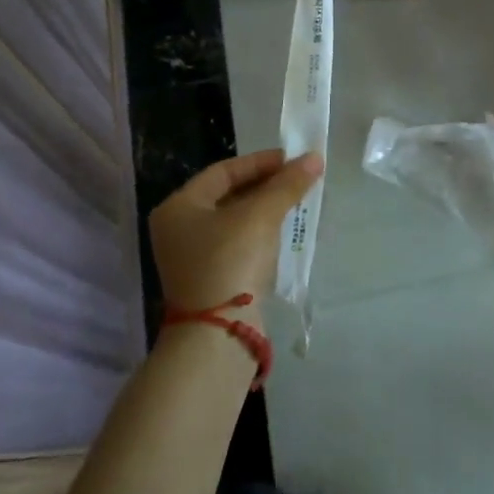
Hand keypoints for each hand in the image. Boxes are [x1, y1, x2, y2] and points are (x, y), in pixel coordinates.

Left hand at [151, 150, 320, 325]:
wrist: (217, 336)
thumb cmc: (230, 262)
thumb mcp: (261, 216)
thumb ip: (287, 184)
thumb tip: (315, 157)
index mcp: (178, 207)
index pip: (223, 171)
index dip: (260, 162)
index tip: (293, 159)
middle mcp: (178, 229)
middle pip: (228, 195)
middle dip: (265, 185)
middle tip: (298, 179)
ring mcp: (192, 257)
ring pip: (234, 220)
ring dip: (265, 208)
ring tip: (296, 201)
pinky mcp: (209, 279)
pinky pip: (237, 243)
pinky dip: (260, 232)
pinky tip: (283, 230)